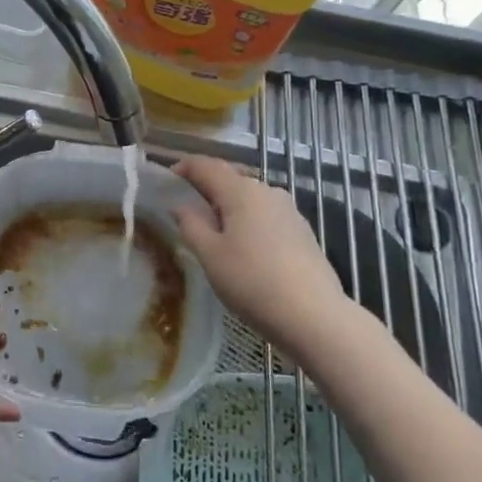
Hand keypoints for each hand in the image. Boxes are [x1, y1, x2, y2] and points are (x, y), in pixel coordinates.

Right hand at [172, 156, 347, 356]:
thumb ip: (191, 225)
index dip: (185, 167)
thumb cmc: (252, 281)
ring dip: (230, 208)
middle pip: (231, 180)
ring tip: (215, 232)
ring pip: (250, 199)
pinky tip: (246, 249)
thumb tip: (182, 206)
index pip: (207, 166)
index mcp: (241, 191)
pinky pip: (267, 217)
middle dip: (207, 189)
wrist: (314, 315)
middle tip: (187, 209)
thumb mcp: (210, 255)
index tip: (167, 178)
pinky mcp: (303, 232)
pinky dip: (249, 223)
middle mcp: (267, 191)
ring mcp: (289, 211)